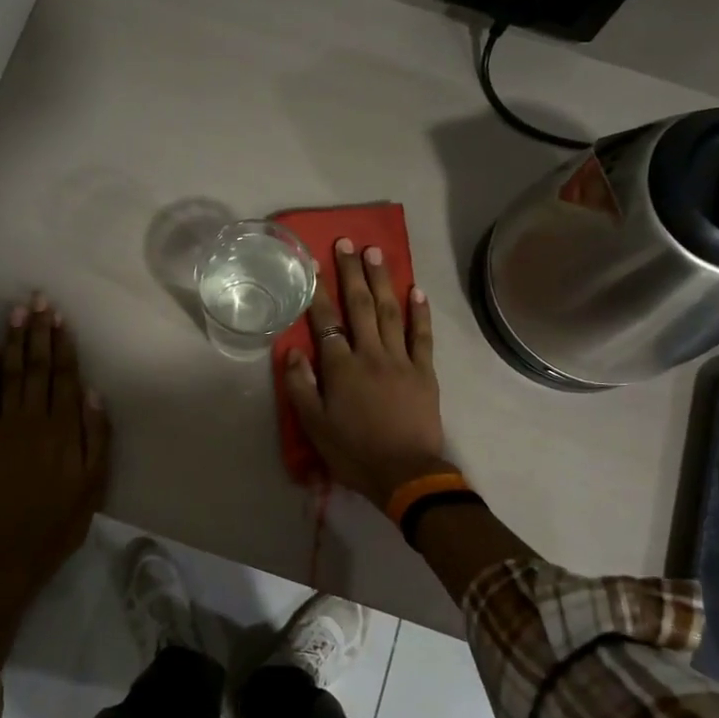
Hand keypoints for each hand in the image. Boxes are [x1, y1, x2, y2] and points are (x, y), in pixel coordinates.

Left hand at [0, 294, 111, 586]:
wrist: (17, 547)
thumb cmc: (64, 515)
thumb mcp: (96, 481)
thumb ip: (97, 435)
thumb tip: (94, 393)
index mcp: (64, 428)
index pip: (64, 376)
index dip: (62, 344)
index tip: (59, 317)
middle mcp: (34, 419)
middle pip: (36, 367)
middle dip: (37, 331)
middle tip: (36, 300)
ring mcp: (6, 427)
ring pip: (10, 375)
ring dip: (12, 342)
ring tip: (15, 313)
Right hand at [283, 239, 447, 507]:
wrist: (405, 474)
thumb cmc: (353, 451)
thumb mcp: (314, 425)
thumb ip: (301, 386)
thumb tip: (293, 352)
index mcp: (341, 367)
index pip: (327, 321)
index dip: (319, 291)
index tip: (314, 264)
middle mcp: (371, 354)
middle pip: (361, 306)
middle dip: (352, 273)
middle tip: (348, 243)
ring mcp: (401, 360)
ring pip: (391, 312)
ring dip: (383, 281)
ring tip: (376, 253)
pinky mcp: (424, 372)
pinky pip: (422, 336)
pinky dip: (420, 312)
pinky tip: (416, 290)